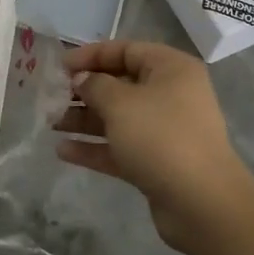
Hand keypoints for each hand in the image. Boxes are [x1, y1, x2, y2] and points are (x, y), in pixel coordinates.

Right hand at [56, 40, 253, 250]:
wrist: (202, 204)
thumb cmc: (161, 137)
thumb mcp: (121, 103)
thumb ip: (94, 85)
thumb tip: (81, 79)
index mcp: (170, 69)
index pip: (125, 50)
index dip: (91, 55)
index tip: (60, 66)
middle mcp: (170, 94)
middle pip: (120, 84)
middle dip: (84, 91)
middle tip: (51, 97)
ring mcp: (165, 131)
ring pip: (118, 118)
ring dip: (85, 119)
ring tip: (50, 124)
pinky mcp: (157, 162)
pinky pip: (121, 147)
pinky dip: (95, 147)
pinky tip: (63, 151)